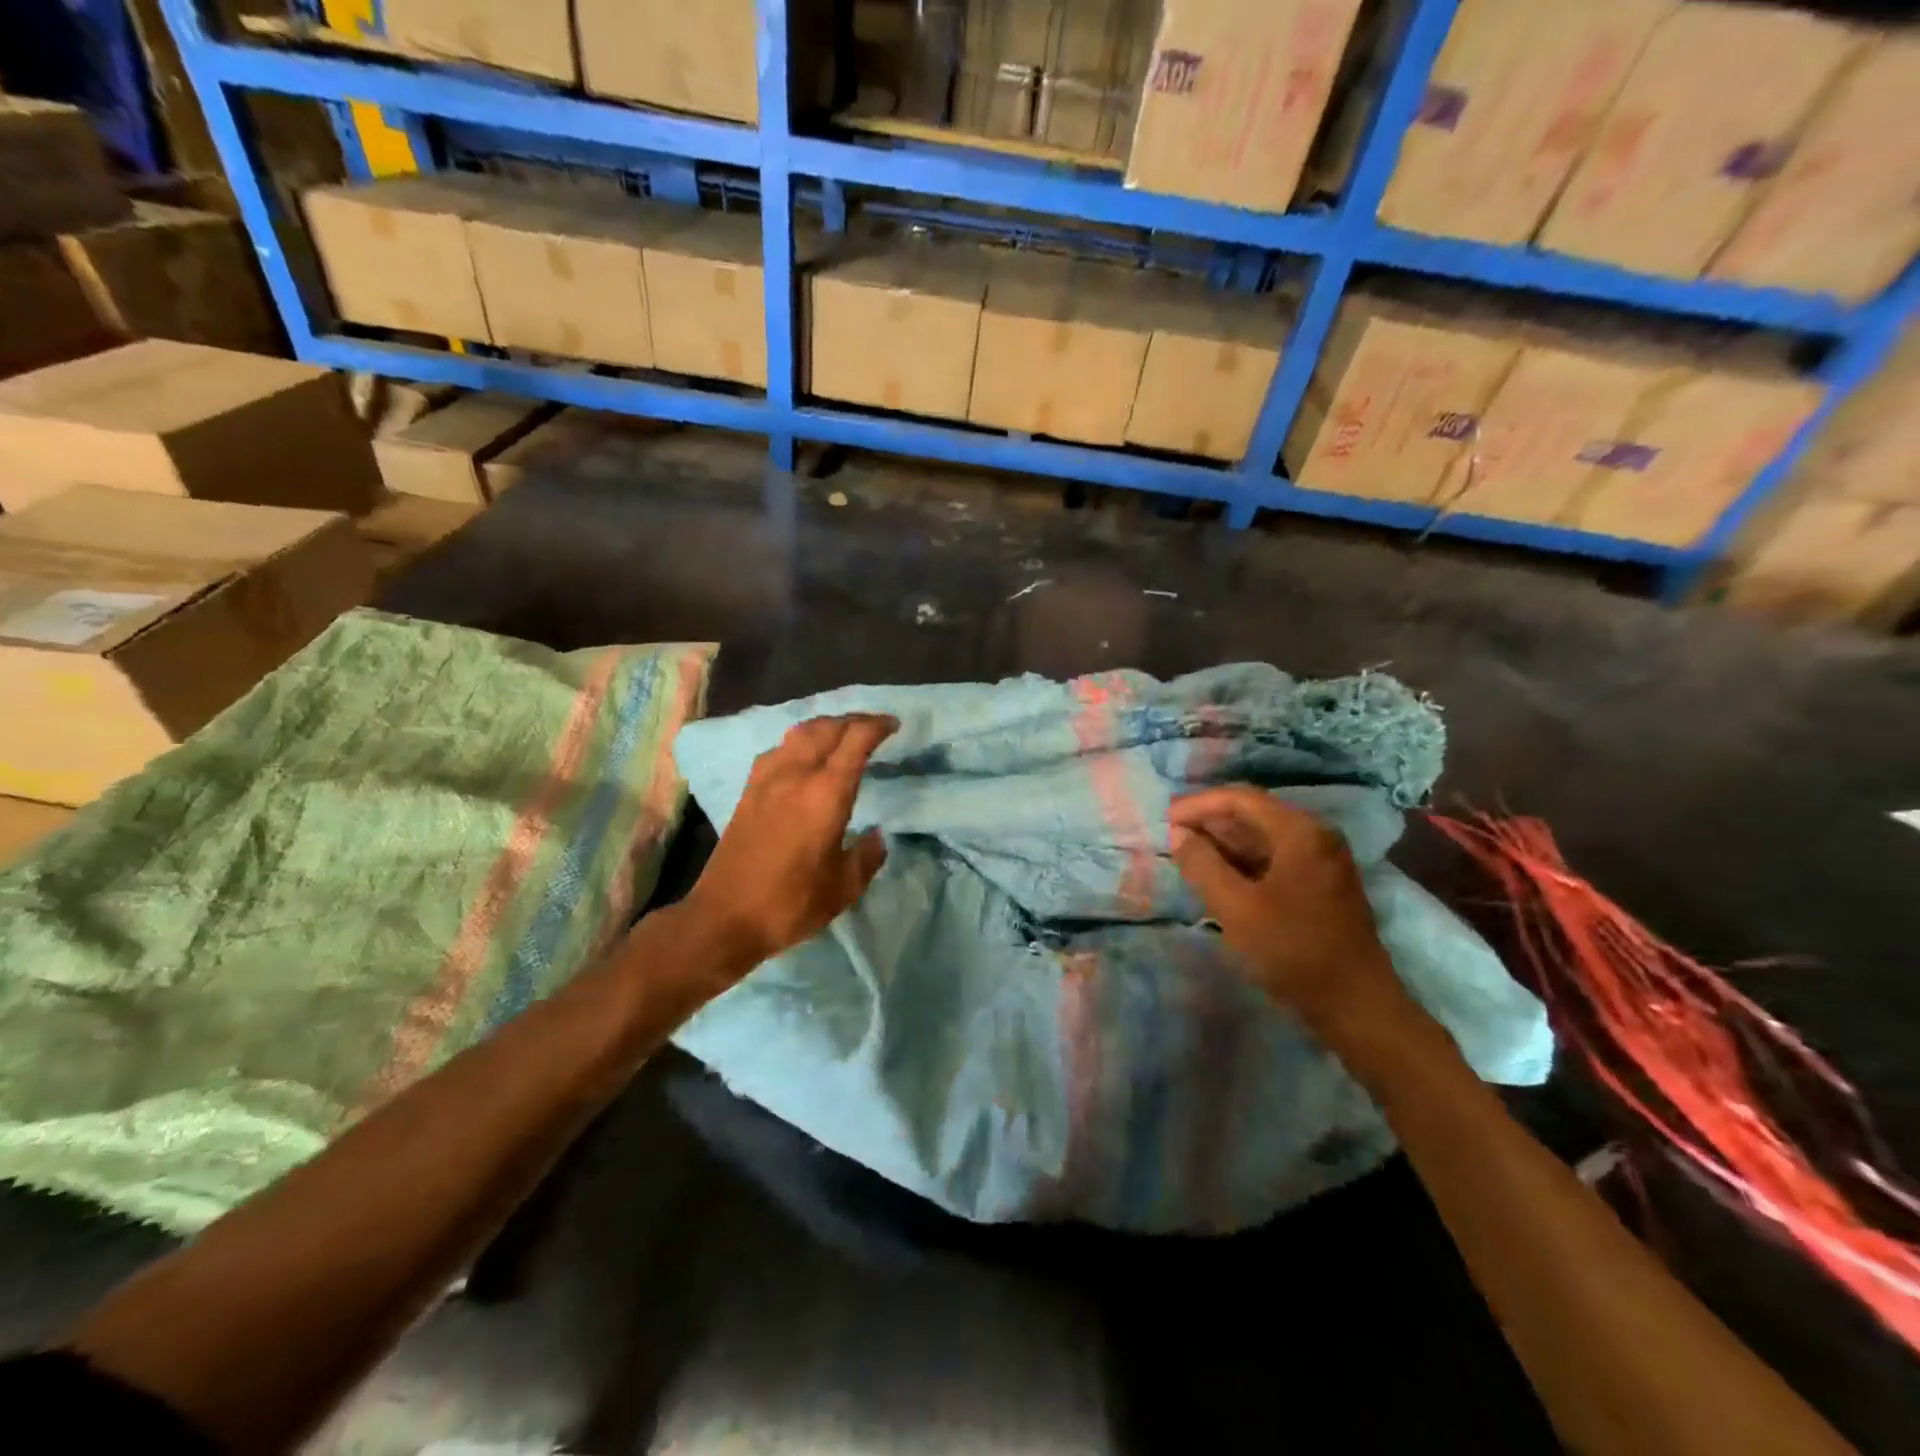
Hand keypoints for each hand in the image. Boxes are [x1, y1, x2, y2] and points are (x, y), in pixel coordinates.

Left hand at [683, 713, 897, 974]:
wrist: (724, 917)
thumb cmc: (790, 903)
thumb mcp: (844, 887)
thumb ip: (866, 856)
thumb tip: (876, 835)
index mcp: (825, 793)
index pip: (855, 741)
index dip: (877, 727)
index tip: (894, 725)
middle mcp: (796, 775)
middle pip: (826, 728)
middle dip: (853, 720)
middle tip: (873, 727)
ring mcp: (767, 780)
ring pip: (799, 732)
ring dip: (825, 726)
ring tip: (841, 735)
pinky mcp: (748, 791)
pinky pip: (779, 749)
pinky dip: (799, 742)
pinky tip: (803, 758)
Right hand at [1170, 786, 1412, 1034]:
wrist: (1356, 1005)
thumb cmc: (1292, 950)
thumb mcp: (1236, 908)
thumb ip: (1202, 865)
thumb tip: (1179, 834)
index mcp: (1300, 832)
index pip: (1241, 799)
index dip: (1199, 804)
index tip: (1166, 819)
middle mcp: (1316, 835)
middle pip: (1254, 813)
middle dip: (1210, 821)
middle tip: (1173, 836)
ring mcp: (1323, 859)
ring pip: (1264, 835)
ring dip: (1225, 841)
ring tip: (1189, 854)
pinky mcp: (1322, 883)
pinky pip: (1275, 856)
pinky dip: (1244, 859)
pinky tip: (1220, 874)